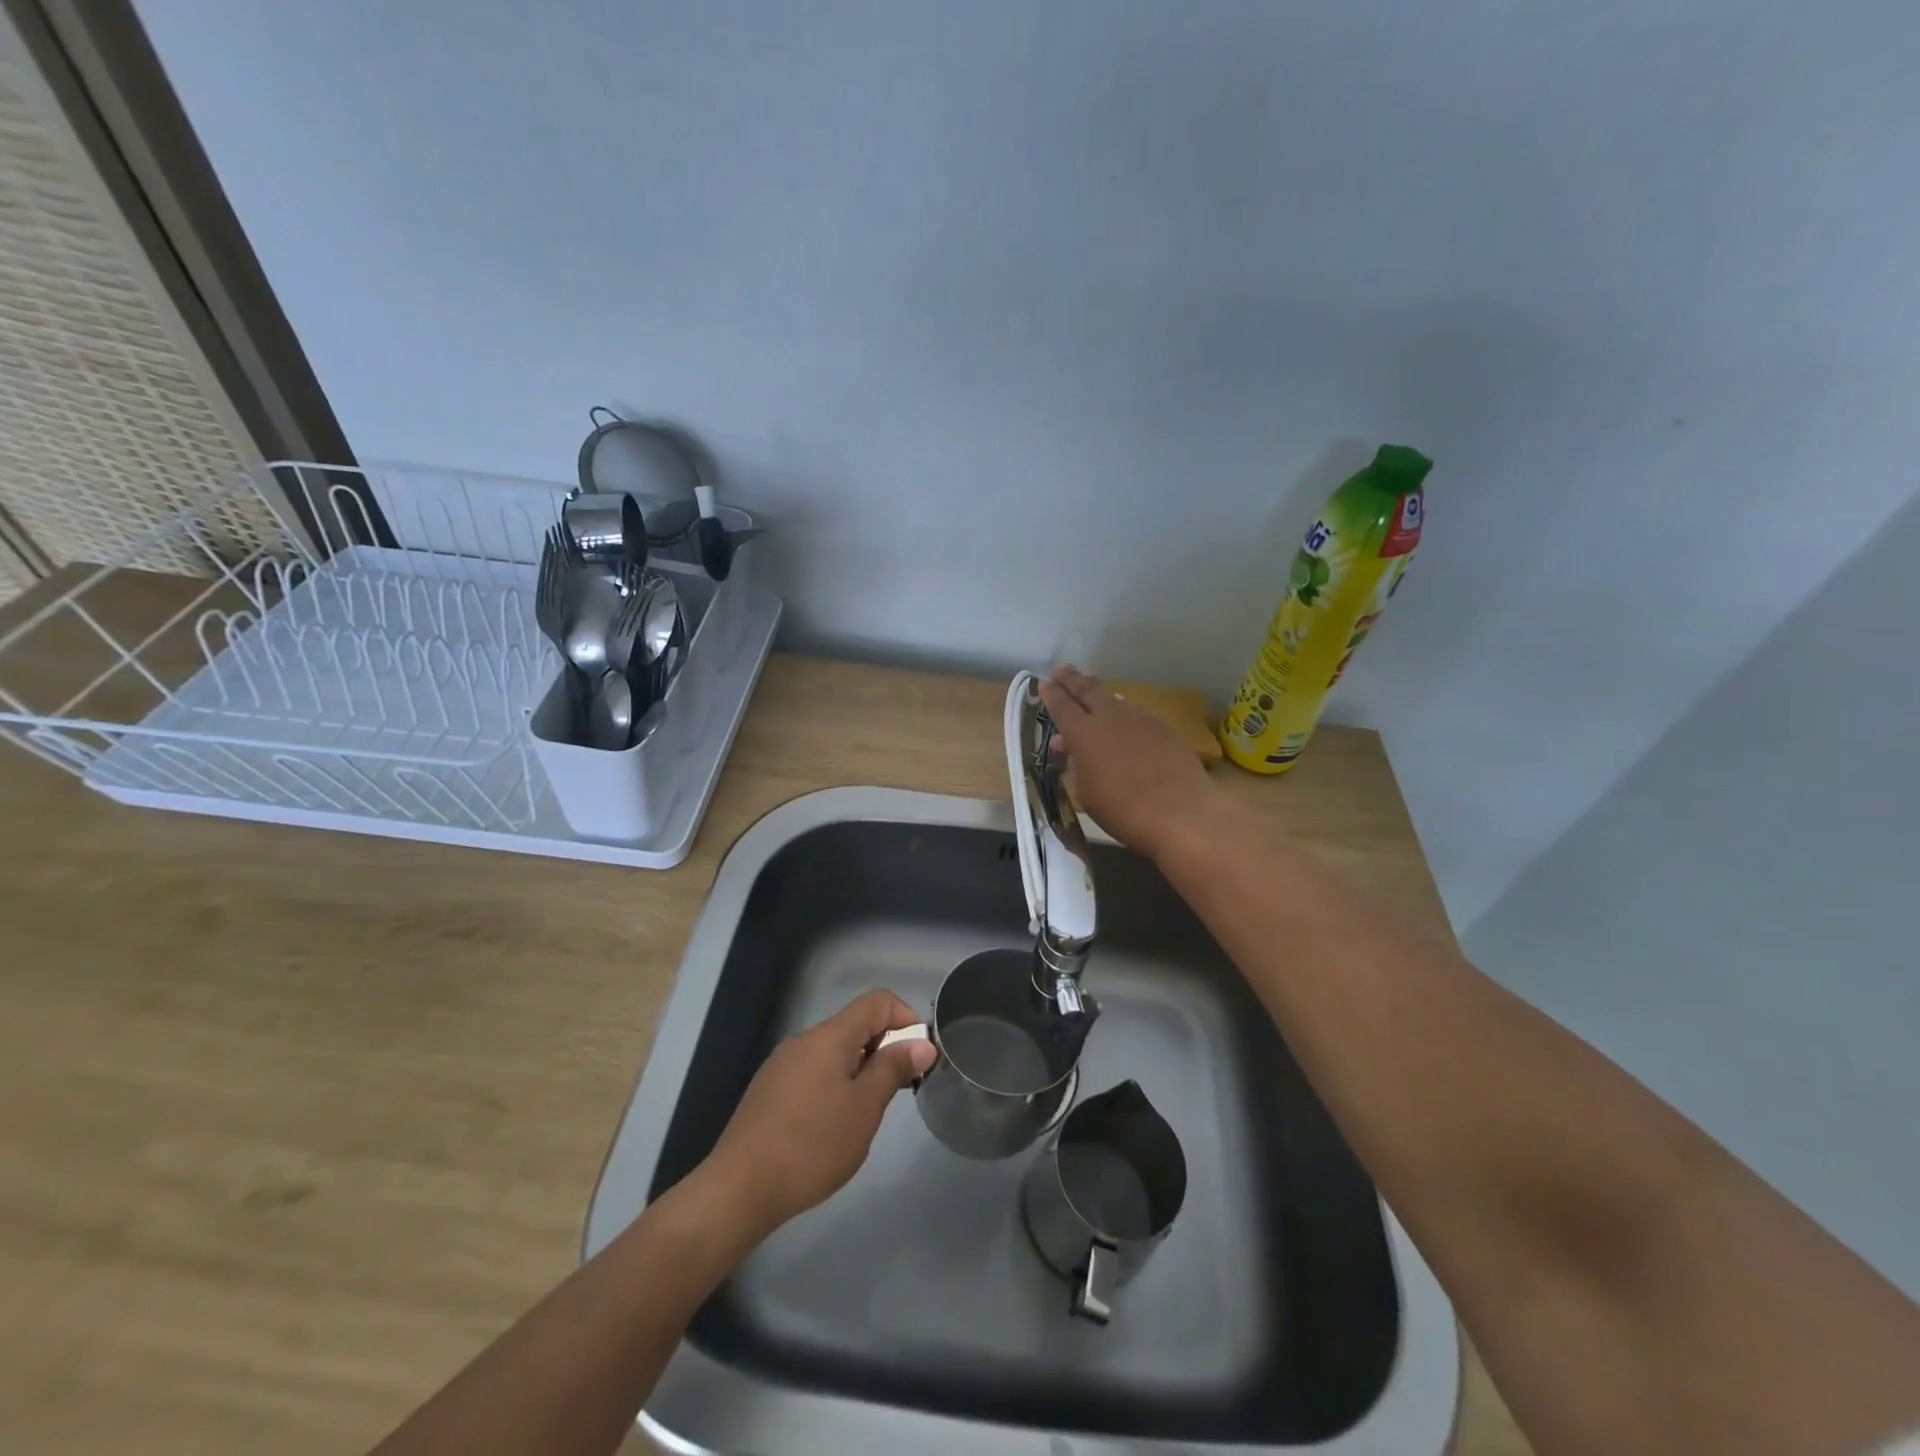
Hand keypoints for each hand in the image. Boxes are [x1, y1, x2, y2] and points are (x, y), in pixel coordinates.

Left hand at [696, 990, 935, 1238]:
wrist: (739, 1188)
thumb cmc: (812, 1145)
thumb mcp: (864, 1108)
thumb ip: (893, 1069)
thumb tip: (922, 1043)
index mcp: (829, 1036)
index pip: (877, 1001)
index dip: (906, 1018)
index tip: (919, 1055)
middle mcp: (804, 1040)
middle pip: (855, 1025)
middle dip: (884, 1048)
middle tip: (898, 1090)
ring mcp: (782, 1064)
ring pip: (833, 1051)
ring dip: (859, 1069)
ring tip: (866, 1113)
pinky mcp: (769, 1089)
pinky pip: (813, 1071)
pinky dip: (834, 1084)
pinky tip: (831, 1126)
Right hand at [1038, 665, 1221, 860]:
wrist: (1180, 813)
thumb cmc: (1122, 810)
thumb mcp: (1086, 793)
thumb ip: (1077, 766)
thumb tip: (1073, 749)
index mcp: (1084, 733)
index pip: (1062, 706)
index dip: (1051, 694)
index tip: (1044, 682)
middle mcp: (1110, 717)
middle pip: (1088, 690)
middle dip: (1072, 679)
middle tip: (1061, 669)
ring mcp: (1140, 719)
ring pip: (1114, 697)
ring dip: (1098, 690)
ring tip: (1089, 682)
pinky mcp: (1163, 728)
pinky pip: (1135, 711)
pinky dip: (1122, 708)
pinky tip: (1122, 712)